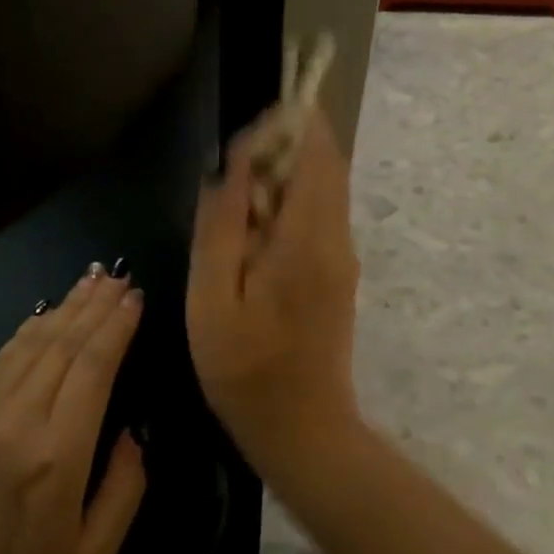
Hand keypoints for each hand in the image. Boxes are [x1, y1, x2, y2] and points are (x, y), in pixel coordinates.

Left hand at [0, 267, 148, 553]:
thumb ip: (124, 491)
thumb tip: (133, 434)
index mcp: (60, 449)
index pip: (94, 366)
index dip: (116, 327)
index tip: (134, 298)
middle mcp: (22, 413)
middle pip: (66, 342)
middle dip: (96, 305)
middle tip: (118, 276)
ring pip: (33, 340)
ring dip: (66, 306)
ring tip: (90, 279)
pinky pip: (1, 354)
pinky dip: (29, 328)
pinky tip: (45, 313)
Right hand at [187, 106, 361, 468]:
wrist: (302, 429)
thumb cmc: (245, 369)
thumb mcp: (211, 300)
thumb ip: (220, 229)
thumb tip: (228, 170)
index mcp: (306, 241)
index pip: (315, 155)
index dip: (290, 124)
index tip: (249, 126)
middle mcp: (336, 239)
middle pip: (324, 165)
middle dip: (284, 145)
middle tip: (233, 164)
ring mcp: (342, 256)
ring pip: (323, 189)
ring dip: (285, 174)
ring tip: (235, 194)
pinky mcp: (337, 273)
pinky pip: (319, 216)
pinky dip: (290, 202)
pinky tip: (252, 230)